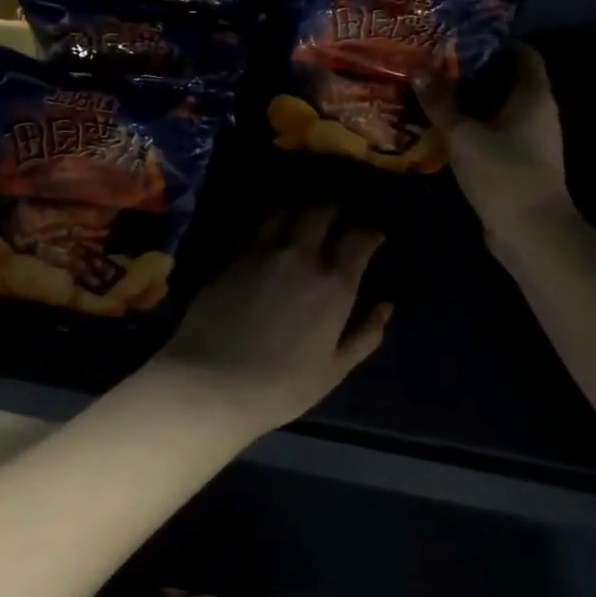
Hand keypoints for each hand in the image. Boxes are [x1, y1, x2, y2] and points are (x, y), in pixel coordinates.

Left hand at [147, 206, 390, 436]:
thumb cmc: (281, 386)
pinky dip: (270, 223)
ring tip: (305, 218)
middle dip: (335, 210)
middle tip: (339, 217)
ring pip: (286, 211)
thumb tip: (385, 306)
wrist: (211, 382)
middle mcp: (300, 256)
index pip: (359, 238)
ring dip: (301, 210)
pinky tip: (270, 233)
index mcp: (333, 284)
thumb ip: (365, 335)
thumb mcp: (334, 370)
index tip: (373, 236)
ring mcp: (261, 251)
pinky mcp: (232, 256)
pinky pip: (256, 227)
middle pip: (321, 212)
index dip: (371, 233)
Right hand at [417, 44, 572, 246]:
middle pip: (507, 79)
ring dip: (469, 100)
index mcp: (533, 96)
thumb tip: (418, 69)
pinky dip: (472, 125)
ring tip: (432, 91)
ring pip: (498, 107)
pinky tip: (443, 127)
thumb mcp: (464, 134)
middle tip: (436, 63)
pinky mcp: (518, 161)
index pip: (524, 53)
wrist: (531, 232)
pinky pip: (494, 131)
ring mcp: (530, 139)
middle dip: (474, 71)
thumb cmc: (503, 173)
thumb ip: (441, 101)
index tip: (461, 38)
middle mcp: (537, 111)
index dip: (496, 42)